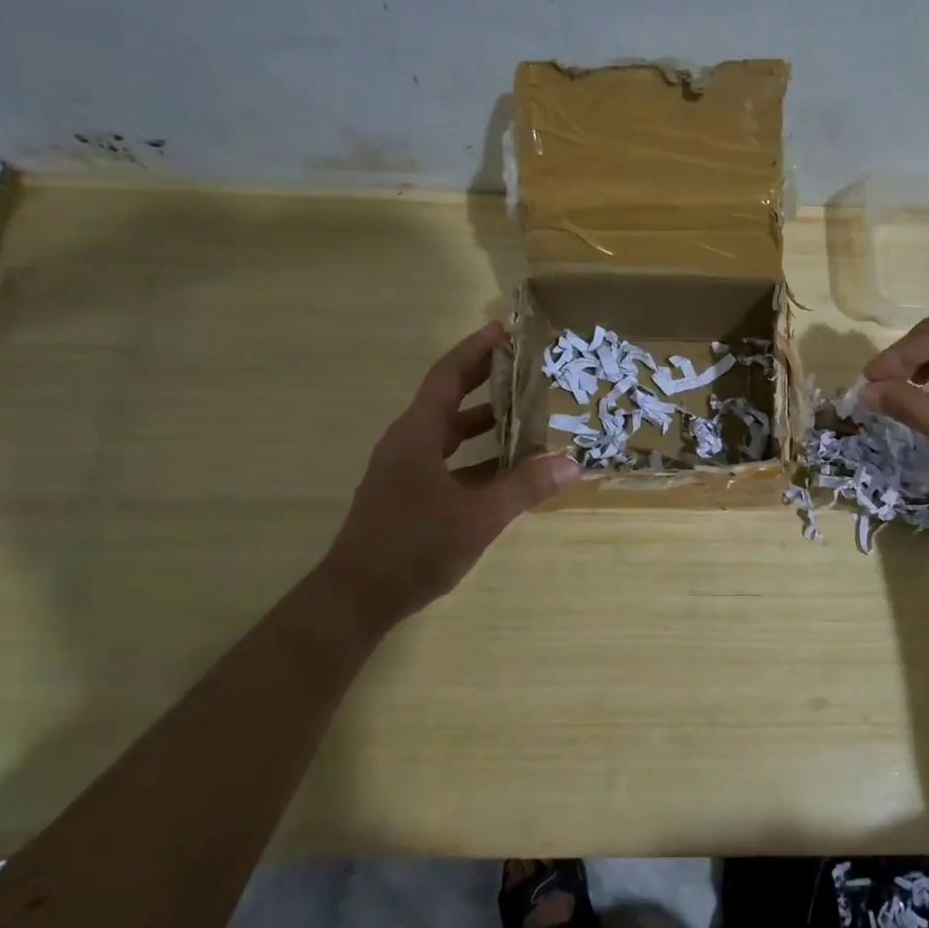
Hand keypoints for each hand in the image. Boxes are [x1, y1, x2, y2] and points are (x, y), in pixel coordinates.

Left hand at [319, 321, 578, 623]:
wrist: (356, 597)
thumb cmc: (414, 546)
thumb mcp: (478, 516)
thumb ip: (525, 487)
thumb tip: (572, 464)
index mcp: (417, 435)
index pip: (447, 377)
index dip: (474, 351)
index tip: (502, 330)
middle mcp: (407, 444)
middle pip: (447, 400)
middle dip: (483, 380)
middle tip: (522, 366)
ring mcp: (404, 471)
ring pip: (447, 434)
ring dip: (481, 422)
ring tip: (522, 414)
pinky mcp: (406, 495)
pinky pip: (446, 461)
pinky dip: (474, 457)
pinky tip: (504, 470)